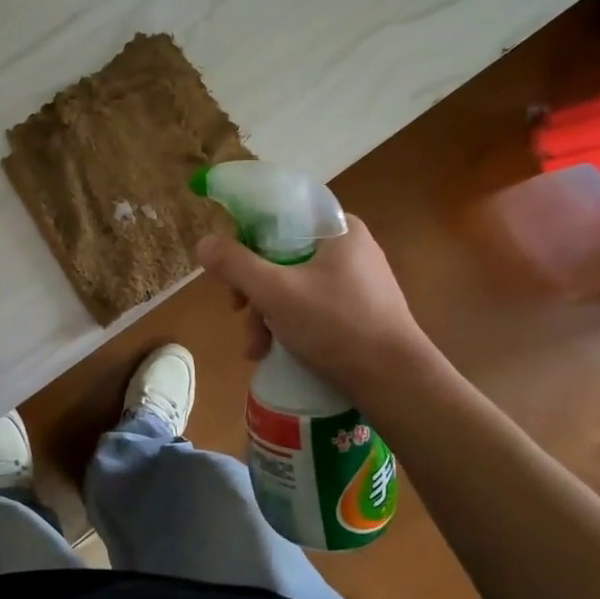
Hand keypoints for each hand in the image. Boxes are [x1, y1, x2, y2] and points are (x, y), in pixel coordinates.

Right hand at [195, 214, 431, 397]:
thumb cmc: (335, 326)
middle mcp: (350, 247)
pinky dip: (289, 322)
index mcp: (338, 229)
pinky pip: (311, 304)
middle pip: (281, 254)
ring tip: (257, 347)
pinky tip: (275, 350)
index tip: (230, 268)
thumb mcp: (274, 292)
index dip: (247, 238)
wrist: (396, 382)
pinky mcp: (360, 309)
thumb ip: (235, 264)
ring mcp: (358, 280)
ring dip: (266, 313)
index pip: (279, 216)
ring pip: (293, 283)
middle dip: (253, 289)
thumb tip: (204, 242)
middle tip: (239, 313)